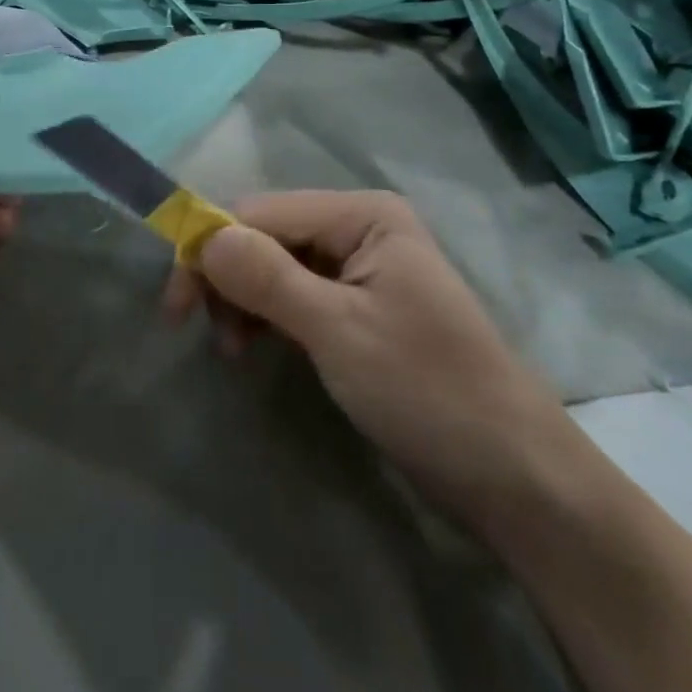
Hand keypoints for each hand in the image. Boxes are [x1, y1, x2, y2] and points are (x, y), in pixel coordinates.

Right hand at [163, 191, 571, 521]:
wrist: (516, 478)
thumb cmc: (430, 393)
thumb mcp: (339, 332)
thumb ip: (267, 278)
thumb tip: (202, 236)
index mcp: (362, 214)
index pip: (259, 212)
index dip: (210, 249)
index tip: (175, 307)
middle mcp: (358, 227)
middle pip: (263, 235)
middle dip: (226, 278)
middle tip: (209, 336)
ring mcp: (358, 267)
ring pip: (272, 265)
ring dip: (242, 300)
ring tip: (236, 351)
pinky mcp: (356, 305)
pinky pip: (292, 293)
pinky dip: (266, 316)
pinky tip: (258, 345)